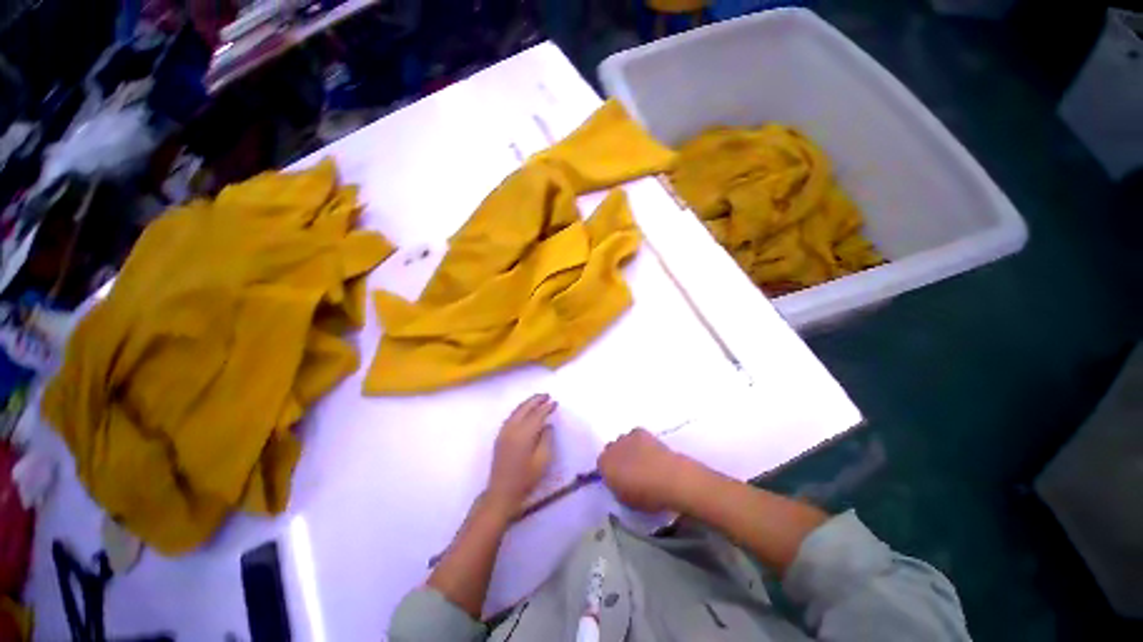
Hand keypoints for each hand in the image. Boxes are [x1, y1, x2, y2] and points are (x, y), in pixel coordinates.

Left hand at [485, 394, 555, 516]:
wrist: (502, 492)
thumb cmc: (525, 479)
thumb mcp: (542, 460)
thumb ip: (547, 439)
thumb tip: (547, 426)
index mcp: (524, 434)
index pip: (537, 415)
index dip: (547, 407)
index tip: (555, 402)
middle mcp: (512, 429)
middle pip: (525, 408)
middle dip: (536, 400)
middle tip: (547, 395)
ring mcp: (504, 432)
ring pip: (516, 411)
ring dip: (527, 403)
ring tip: (538, 399)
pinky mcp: (500, 437)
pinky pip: (511, 417)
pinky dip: (520, 410)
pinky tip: (525, 411)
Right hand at [598, 429, 699, 512]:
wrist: (669, 478)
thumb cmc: (647, 496)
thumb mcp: (626, 500)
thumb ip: (616, 488)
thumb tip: (618, 482)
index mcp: (604, 466)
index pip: (601, 466)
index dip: (610, 472)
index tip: (619, 480)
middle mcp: (611, 448)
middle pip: (611, 450)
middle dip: (617, 458)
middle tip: (630, 471)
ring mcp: (626, 437)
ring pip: (622, 441)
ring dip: (628, 449)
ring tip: (642, 460)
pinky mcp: (640, 431)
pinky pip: (635, 435)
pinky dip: (639, 441)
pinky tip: (649, 451)